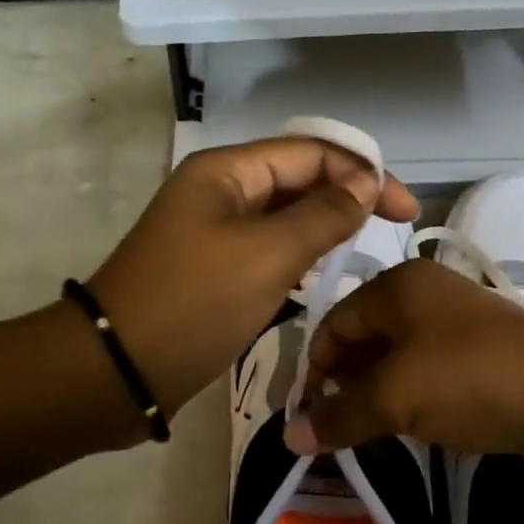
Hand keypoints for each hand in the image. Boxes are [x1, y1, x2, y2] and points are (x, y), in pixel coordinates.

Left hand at [88, 138, 417, 420]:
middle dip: (347, 196)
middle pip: (299, 179)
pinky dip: (300, 255)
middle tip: (394, 228)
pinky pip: (268, 248)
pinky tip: (324, 273)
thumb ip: (322, 215)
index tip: (405, 211)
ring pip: (285, 216)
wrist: (118, 370)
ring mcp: (215, 230)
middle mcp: (221, 191)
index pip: (311, 152)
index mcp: (228, 171)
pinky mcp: (214, 267)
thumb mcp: (266, 255)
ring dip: (326, 225)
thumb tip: (365, 183)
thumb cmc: (194, 303)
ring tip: (367, 248)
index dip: (363, 173)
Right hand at [282, 259, 523, 459]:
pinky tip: (406, 431)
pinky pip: (427, 376)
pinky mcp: (480, 357)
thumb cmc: (468, 380)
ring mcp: (455, 325)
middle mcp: (423, 296)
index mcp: (397, 286)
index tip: (305, 418)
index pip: (333, 323)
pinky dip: (410, 401)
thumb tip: (288, 437)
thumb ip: (338, 415)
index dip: (313, 370)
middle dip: (343, 385)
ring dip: (375, 397)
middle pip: (363, 339)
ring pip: (396, 361)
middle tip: (332, 431)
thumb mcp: (393, 397)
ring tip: (364, 436)